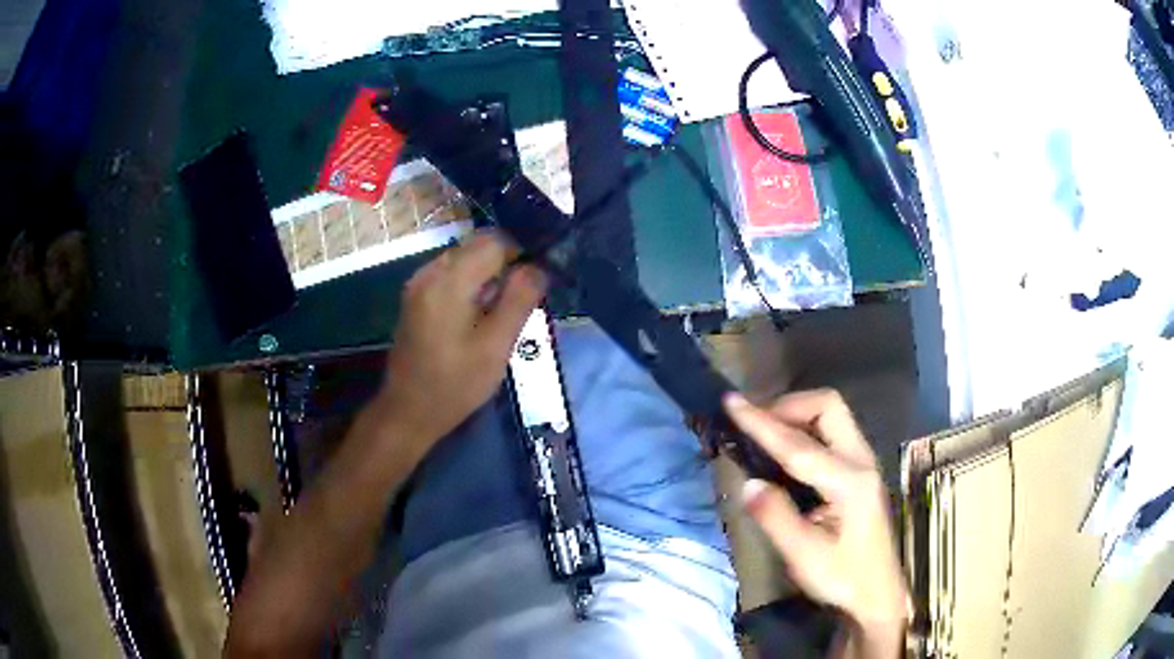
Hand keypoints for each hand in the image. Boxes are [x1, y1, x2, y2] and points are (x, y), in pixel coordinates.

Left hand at [381, 231, 546, 448]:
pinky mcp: (416, 296)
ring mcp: (418, 283)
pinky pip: (451, 274)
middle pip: (477, 245)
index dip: (521, 254)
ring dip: (488, 275)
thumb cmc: (455, 384)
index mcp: (448, 281)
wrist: (408, 411)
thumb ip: (519, 300)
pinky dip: (470, 284)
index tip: (534, 283)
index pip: (494, 241)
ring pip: (465, 258)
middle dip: (504, 265)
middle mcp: (429, 272)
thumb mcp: (496, 346)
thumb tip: (538, 267)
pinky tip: (477, 317)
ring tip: (499, 314)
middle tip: (518, 303)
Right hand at [724, 391, 908, 642]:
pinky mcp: (861, 470)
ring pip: (833, 415)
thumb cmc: (842, 579)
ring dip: (797, 415)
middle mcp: (862, 461)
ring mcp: (864, 462)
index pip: (799, 445)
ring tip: (764, 435)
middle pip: (828, 407)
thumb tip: (747, 483)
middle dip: (788, 406)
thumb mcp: (804, 557)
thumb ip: (775, 518)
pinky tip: (787, 452)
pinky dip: (806, 428)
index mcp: (849, 482)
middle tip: (754, 426)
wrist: (878, 593)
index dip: (762, 422)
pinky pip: (833, 431)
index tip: (731, 401)